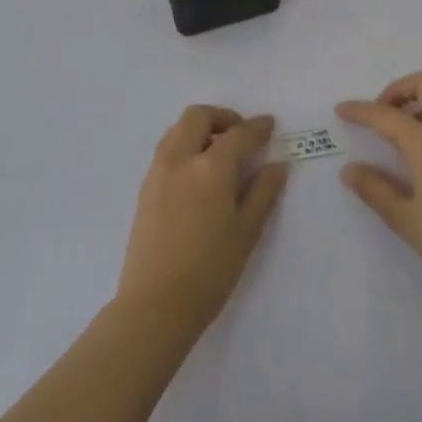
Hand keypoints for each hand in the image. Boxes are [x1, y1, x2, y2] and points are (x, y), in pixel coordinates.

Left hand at [117, 106, 287, 328]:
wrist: (155, 305)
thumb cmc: (210, 270)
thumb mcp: (247, 232)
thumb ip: (263, 193)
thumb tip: (276, 165)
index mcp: (210, 168)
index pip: (238, 134)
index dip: (257, 127)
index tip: (269, 124)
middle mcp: (180, 160)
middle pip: (197, 117)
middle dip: (222, 117)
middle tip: (240, 134)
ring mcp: (157, 173)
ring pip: (177, 130)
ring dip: (200, 129)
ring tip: (219, 152)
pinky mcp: (144, 189)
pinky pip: (166, 151)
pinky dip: (184, 146)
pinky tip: (198, 174)